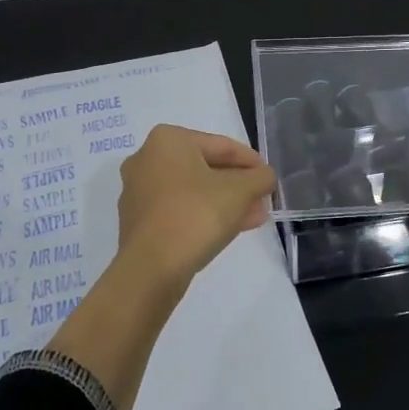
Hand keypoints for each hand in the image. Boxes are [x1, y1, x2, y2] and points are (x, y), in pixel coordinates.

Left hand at [115, 124, 276, 291]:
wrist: (151, 269)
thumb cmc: (196, 215)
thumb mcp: (240, 191)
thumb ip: (260, 178)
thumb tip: (265, 177)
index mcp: (168, 140)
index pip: (222, 145)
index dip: (252, 162)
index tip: (269, 179)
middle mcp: (147, 159)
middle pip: (206, 168)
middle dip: (238, 185)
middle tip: (262, 199)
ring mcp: (139, 191)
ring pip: (194, 191)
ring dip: (225, 202)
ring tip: (254, 217)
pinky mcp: (139, 220)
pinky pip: (179, 209)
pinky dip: (204, 214)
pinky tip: (230, 229)